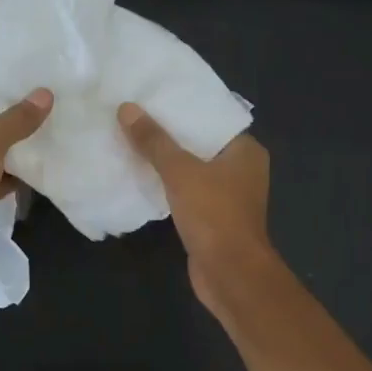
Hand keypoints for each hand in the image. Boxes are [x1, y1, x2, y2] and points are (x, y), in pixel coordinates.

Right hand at [117, 104, 275, 311]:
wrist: (229, 273)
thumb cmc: (214, 214)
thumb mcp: (180, 171)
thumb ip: (154, 141)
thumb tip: (126, 109)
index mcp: (245, 150)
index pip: (213, 119)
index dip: (183, 108)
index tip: (153, 97)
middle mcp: (241, 169)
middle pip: (200, 143)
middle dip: (169, 135)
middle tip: (134, 116)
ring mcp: (228, 196)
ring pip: (192, 170)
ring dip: (166, 162)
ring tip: (131, 141)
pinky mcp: (212, 218)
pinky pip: (186, 192)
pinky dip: (167, 186)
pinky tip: (140, 177)